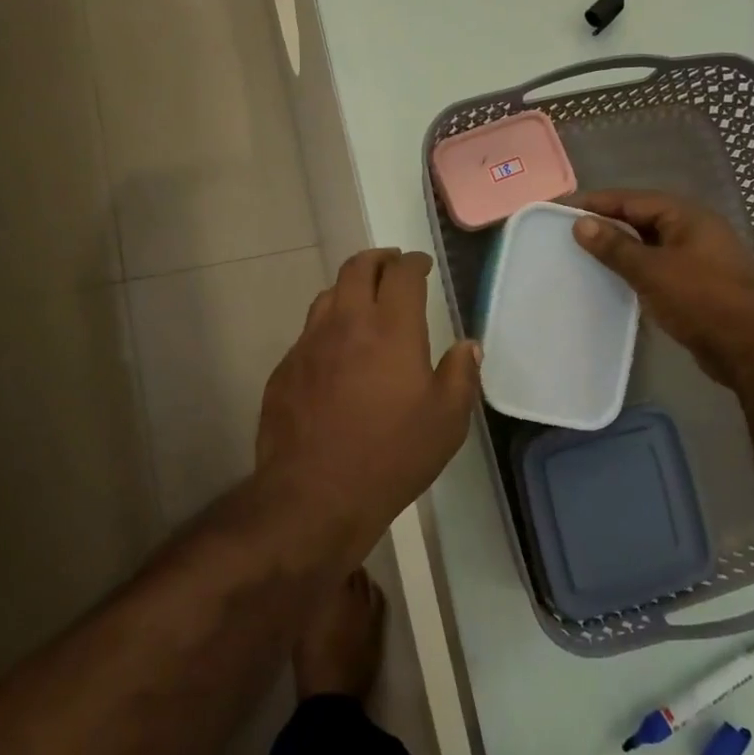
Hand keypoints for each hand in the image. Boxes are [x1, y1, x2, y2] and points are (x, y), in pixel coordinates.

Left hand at [257, 249, 480, 544]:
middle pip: (358, 268)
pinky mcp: (285, 368)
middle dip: (379, 259)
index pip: (402, 274)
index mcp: (391, 328)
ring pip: (328, 295)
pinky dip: (328, 327)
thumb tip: (468, 346)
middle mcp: (347, 323)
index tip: (422, 265)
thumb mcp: (447, 421)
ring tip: (363, 301)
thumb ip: (461, 375)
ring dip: (349, 288)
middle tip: (392, 265)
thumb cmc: (391, 456)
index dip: (414, 262)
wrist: (314, 495)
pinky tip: (335, 352)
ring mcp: (309, 343)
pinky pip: (308, 333)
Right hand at [571, 190, 753, 385]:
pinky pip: (659, 266)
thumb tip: (581, 223)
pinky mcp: (699, 283)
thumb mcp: (652, 271)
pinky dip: (636, 269)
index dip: (596, 202)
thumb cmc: (702, 301)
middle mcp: (695, 230)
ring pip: (651, 244)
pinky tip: (614, 280)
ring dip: (620, 248)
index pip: (632, 199)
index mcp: (687, 216)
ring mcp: (700, 257)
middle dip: (606, 223)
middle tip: (568, 231)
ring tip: (584, 254)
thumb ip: (615, 246)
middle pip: (642, 218)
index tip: (562, 208)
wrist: (752, 349)